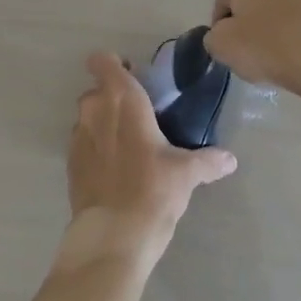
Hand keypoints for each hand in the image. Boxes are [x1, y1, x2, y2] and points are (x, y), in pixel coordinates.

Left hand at [59, 52, 236, 270]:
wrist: (113, 238)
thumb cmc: (153, 190)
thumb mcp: (187, 173)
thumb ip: (208, 161)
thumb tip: (230, 160)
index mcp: (123, 99)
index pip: (104, 62)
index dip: (115, 65)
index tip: (134, 78)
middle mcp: (95, 110)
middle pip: (97, 90)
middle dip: (113, 97)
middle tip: (139, 115)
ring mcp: (78, 137)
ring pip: (87, 117)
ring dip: (103, 122)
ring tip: (127, 144)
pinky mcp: (70, 165)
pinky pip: (82, 143)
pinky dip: (95, 148)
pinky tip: (114, 169)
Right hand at [205, 0, 300, 103]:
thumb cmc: (266, 46)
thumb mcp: (221, 45)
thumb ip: (213, 37)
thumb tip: (223, 35)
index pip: (221, 1)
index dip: (219, 28)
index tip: (227, 51)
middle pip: (249, 3)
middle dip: (245, 26)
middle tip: (247, 54)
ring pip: (272, 12)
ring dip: (268, 31)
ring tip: (272, 59)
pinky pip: (294, 22)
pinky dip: (289, 36)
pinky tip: (292, 57)